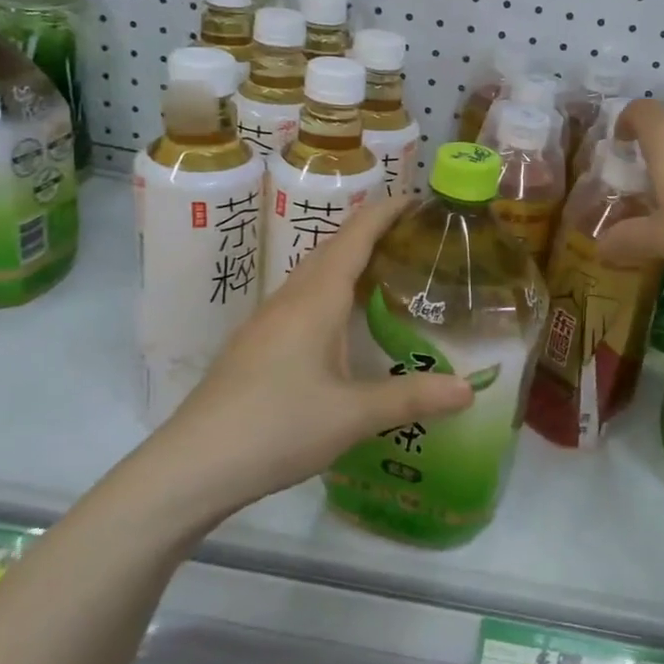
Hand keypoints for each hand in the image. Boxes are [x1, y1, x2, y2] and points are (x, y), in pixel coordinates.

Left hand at [149, 196, 473, 511]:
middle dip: (369, 232)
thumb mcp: (353, 415)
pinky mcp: (255, 346)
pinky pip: (301, 300)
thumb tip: (470, 389)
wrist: (193, 466)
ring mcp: (267, 322)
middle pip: (332, 249)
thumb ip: (413, 398)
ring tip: (384, 272)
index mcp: (315, 300)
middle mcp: (290, 300)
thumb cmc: (278, 427)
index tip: (415, 198)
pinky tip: (341, 323)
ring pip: (313, 275)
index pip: (354, 238)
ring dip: (347, 262)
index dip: (384, 213)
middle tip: (412, 235)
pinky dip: (331, 292)